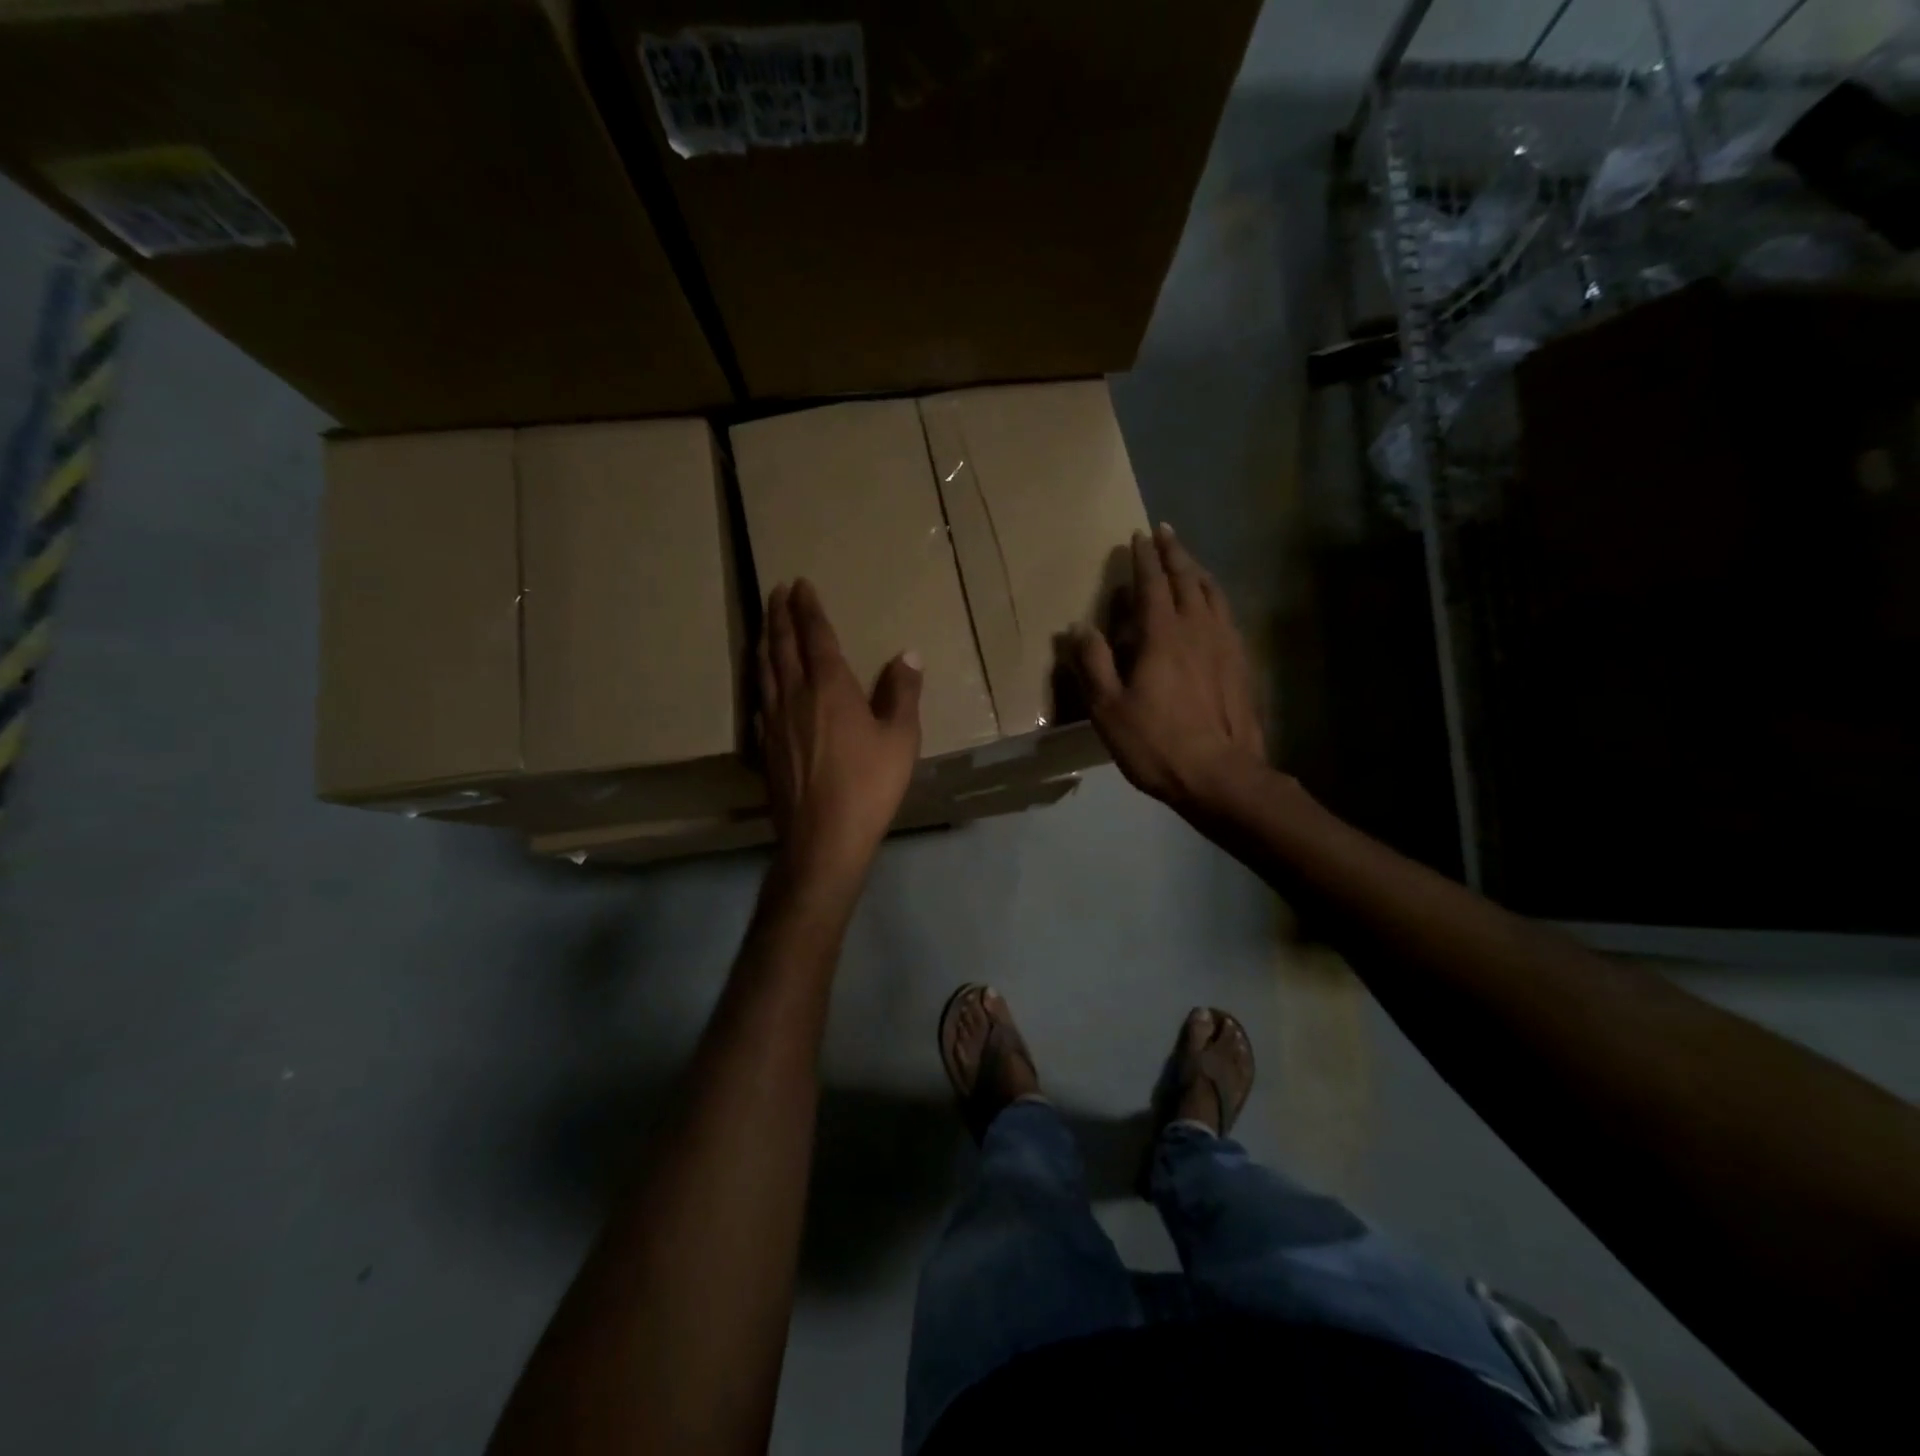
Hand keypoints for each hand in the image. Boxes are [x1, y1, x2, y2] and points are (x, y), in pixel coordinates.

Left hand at [758, 578, 922, 884]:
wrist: (823, 837)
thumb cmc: (869, 785)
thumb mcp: (901, 739)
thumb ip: (902, 693)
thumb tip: (908, 654)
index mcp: (830, 687)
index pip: (816, 636)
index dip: (809, 608)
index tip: (801, 585)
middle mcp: (795, 695)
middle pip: (783, 646)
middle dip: (780, 615)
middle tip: (777, 591)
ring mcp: (774, 721)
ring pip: (765, 670)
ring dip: (765, 642)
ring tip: (764, 626)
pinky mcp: (765, 746)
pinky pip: (759, 702)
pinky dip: (759, 682)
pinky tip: (761, 688)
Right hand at [1067, 525, 1266, 815]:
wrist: (1220, 775)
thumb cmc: (1156, 743)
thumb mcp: (1108, 708)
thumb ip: (1093, 663)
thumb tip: (1079, 627)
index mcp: (1163, 635)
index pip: (1153, 584)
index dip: (1144, 559)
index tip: (1138, 536)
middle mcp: (1198, 629)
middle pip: (1188, 579)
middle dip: (1174, 553)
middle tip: (1165, 533)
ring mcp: (1225, 645)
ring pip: (1213, 594)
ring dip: (1198, 572)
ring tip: (1189, 562)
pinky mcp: (1241, 664)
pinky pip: (1227, 616)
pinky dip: (1216, 599)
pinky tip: (1214, 607)